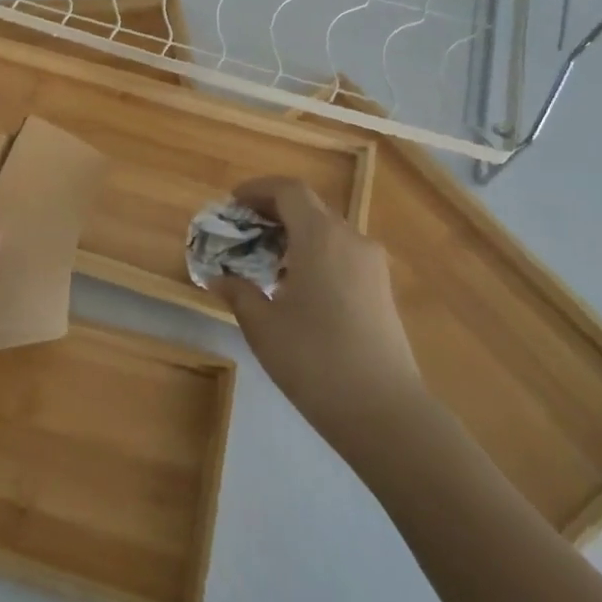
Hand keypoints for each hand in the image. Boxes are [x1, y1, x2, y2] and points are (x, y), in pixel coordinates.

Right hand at [208, 176, 426, 452]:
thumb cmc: (313, 359)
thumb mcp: (262, 325)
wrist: (382, 411)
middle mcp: (351, 239)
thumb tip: (219, 278)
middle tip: (241, 230)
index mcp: (321, 237)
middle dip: (272, 211)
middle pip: (309, 207)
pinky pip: (341, 253)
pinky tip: (293, 283)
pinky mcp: (380, 289)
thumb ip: (238, 292)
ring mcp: (371, 265)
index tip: (231, 203)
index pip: (289, 191)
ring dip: (293, 233)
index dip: (257, 190)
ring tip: (262, 258)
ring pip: (327, 230)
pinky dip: (313, 252)